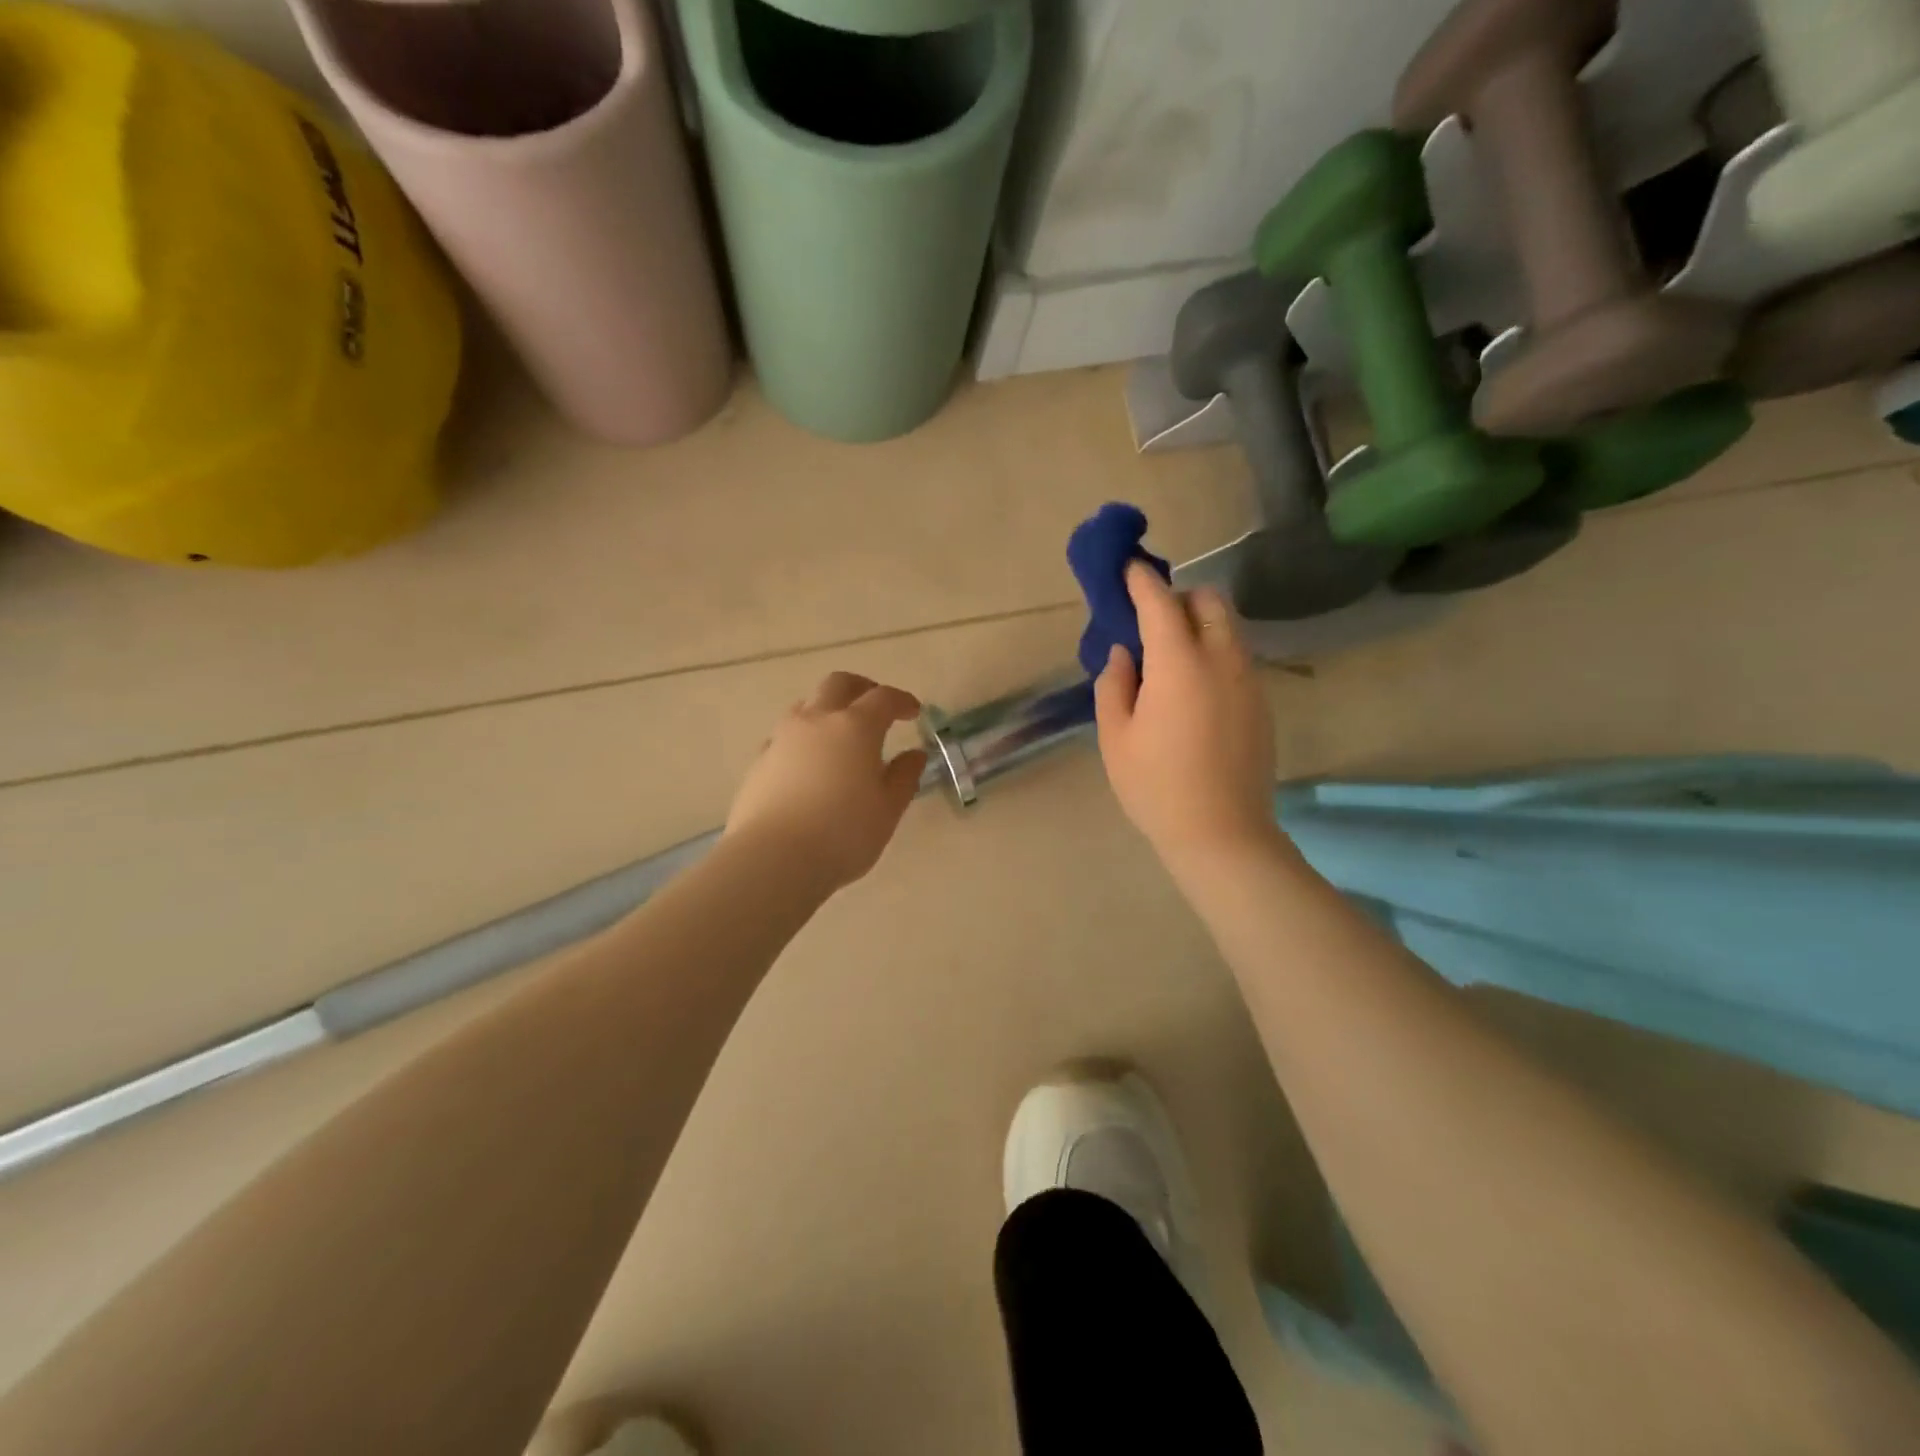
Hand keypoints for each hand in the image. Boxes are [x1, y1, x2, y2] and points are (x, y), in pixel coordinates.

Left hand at [726, 672, 927, 890]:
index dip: (901, 700)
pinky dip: (803, 738)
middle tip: (876, 705)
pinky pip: (785, 735)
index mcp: (855, 727)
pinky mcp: (760, 760)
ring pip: (807, 705)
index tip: (914, 711)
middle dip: (862, 688)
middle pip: (839, 684)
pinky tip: (809, 762)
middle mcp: (817, 721)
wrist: (773, 858)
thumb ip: (904, 777)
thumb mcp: (887, 810)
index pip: (883, 698)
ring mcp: (783, 738)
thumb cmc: (843, 834)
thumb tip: (914, 754)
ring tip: (840, 733)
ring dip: (828, 708)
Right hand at [1093, 565, 1280, 868]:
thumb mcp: (1115, 737)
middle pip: (1209, 601)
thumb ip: (1114, 684)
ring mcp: (1249, 680)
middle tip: (1150, 621)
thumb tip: (1125, 654)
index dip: (1141, 580)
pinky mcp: (1262, 703)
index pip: (1160, 602)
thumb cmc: (1156, 786)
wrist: (1222, 833)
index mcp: (1179, 664)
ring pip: (1228, 628)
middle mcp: (1221, 659)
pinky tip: (1194, 690)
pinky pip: (1237, 658)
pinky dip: (1214, 653)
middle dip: (1178, 597)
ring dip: (1199, 625)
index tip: (1128, 567)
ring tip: (1170, 657)